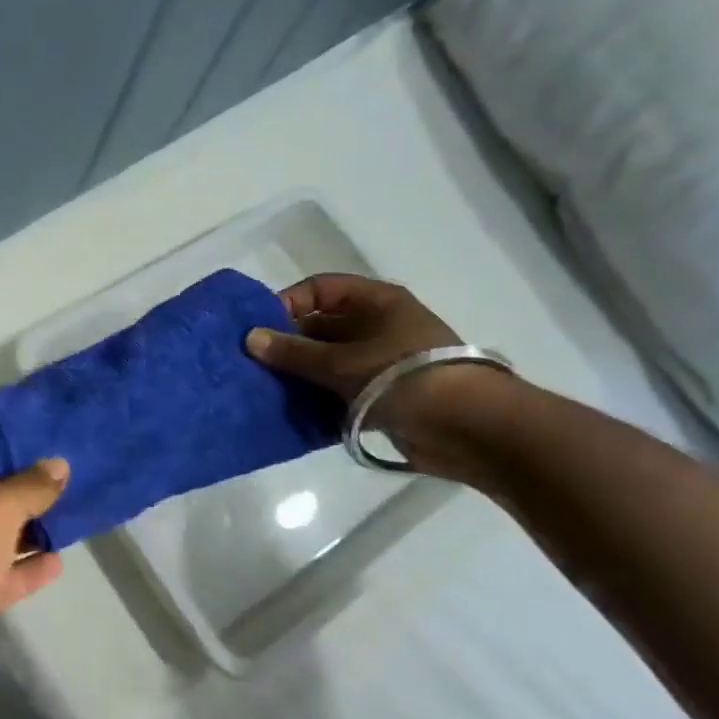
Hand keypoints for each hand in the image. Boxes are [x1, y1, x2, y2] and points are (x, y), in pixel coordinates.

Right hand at [243, 273, 477, 455]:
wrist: (469, 429)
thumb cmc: (402, 377)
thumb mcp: (340, 363)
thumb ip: (292, 352)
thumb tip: (249, 338)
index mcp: (374, 302)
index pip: (319, 289)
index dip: (288, 303)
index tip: (260, 329)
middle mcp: (378, 326)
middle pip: (321, 327)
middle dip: (288, 344)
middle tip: (255, 364)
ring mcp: (381, 361)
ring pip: (327, 361)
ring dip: (300, 375)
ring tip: (266, 389)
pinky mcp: (383, 395)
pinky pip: (339, 390)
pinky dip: (317, 399)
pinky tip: (291, 411)